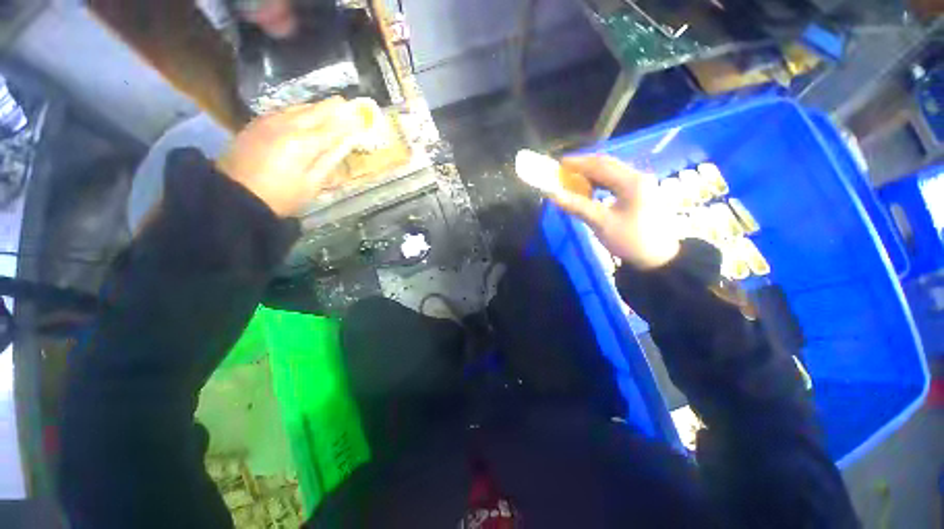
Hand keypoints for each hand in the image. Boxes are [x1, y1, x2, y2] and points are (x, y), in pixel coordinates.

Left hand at [216, 97, 359, 216]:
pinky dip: (298, 111)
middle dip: (333, 108)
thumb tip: (346, 143)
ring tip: (329, 107)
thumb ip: (330, 160)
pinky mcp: (256, 124)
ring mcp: (269, 122)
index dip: (348, 123)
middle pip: (315, 111)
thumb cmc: (281, 196)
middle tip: (346, 103)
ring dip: (316, 107)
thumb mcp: (312, 184)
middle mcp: (286, 125)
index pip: (333, 128)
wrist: (234, 196)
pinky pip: (283, 111)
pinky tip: (303, 114)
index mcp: (303, 143)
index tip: (361, 117)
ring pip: (298, 108)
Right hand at [550, 155, 679, 269]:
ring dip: (592, 174)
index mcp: (631, 182)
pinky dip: (601, 183)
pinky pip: (616, 182)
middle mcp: (638, 177)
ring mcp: (641, 185)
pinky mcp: (641, 193)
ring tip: (574, 179)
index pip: (600, 165)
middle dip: (584, 166)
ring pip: (612, 172)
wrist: (660, 259)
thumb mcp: (602, 224)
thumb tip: (554, 196)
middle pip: (607, 165)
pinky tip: (591, 190)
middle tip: (564, 170)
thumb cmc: (631, 240)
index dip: (578, 163)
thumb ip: (578, 207)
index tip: (559, 163)